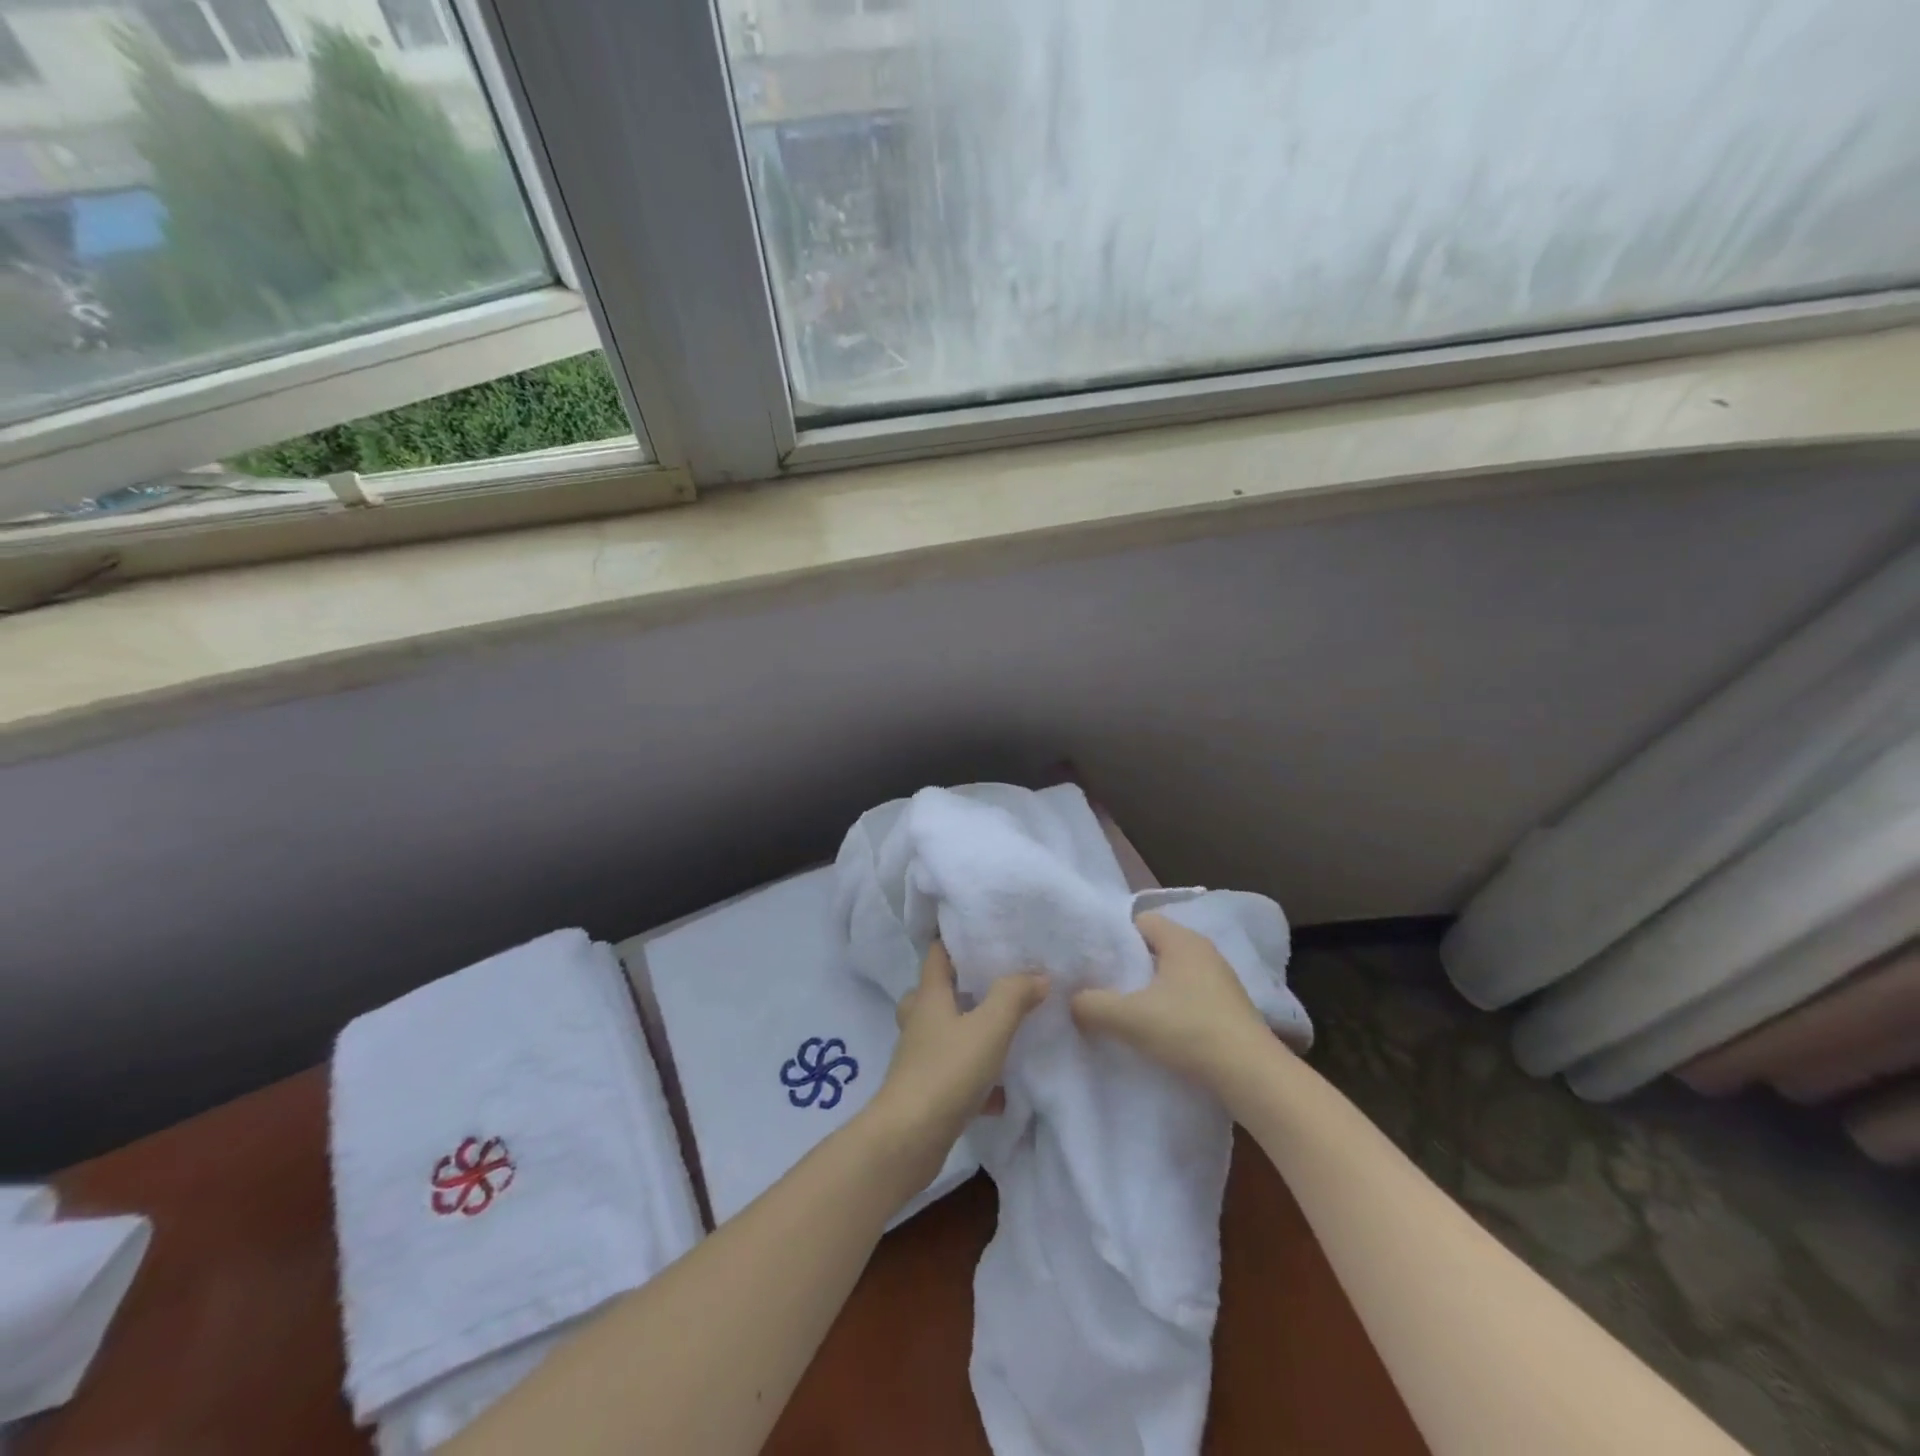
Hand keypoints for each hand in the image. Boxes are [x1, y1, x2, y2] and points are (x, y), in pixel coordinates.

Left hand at [867, 941, 1047, 1187]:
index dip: (955, 939)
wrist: (908, 1140)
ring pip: (945, 1035)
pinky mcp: (927, 1093)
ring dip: (969, 1032)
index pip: (937, 954)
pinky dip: (977, 1080)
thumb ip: (1014, 996)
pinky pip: (955, 1076)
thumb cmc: (946, 1072)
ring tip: (1003, 1030)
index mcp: (929, 998)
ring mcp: (920, 1059)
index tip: (983, 931)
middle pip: (937, 993)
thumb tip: (1038, 975)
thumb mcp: (990, 1027)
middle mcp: (920, 1023)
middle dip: (963, 986)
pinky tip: (1003, 1092)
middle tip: (996, 982)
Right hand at [1070, 912, 1274, 1089]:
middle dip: (1129, 965)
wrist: (1252, 1076)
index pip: (1139, 920)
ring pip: (1172, 974)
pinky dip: (1171, 1007)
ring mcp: (1221, 980)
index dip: (1114, 938)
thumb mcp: (1128, 1017)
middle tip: (1102, 987)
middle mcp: (1203, 951)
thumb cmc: (1188, 1030)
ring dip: (1150, 990)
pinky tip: (1158, 1031)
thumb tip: (1073, 1000)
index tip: (1094, 961)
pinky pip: (1189, 996)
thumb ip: (1091, 1004)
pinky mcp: (1230, 1008)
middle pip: (1154, 948)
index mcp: (1181, 939)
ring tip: (1126, 1012)